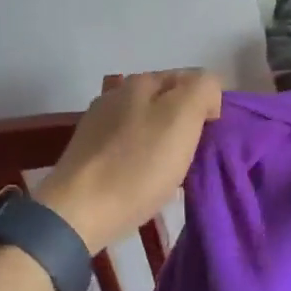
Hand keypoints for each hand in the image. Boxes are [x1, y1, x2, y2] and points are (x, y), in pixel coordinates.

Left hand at [35, 71, 222, 250]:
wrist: (79, 212)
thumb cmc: (138, 165)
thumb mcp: (182, 117)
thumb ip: (203, 90)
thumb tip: (206, 96)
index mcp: (141, 80)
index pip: (191, 78)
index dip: (208, 103)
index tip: (211, 136)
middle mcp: (116, 94)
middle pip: (167, 101)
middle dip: (186, 123)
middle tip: (194, 155)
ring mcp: (99, 123)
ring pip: (148, 124)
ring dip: (164, 142)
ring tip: (171, 172)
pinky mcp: (89, 153)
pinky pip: (129, 147)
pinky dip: (143, 159)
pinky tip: (144, 180)